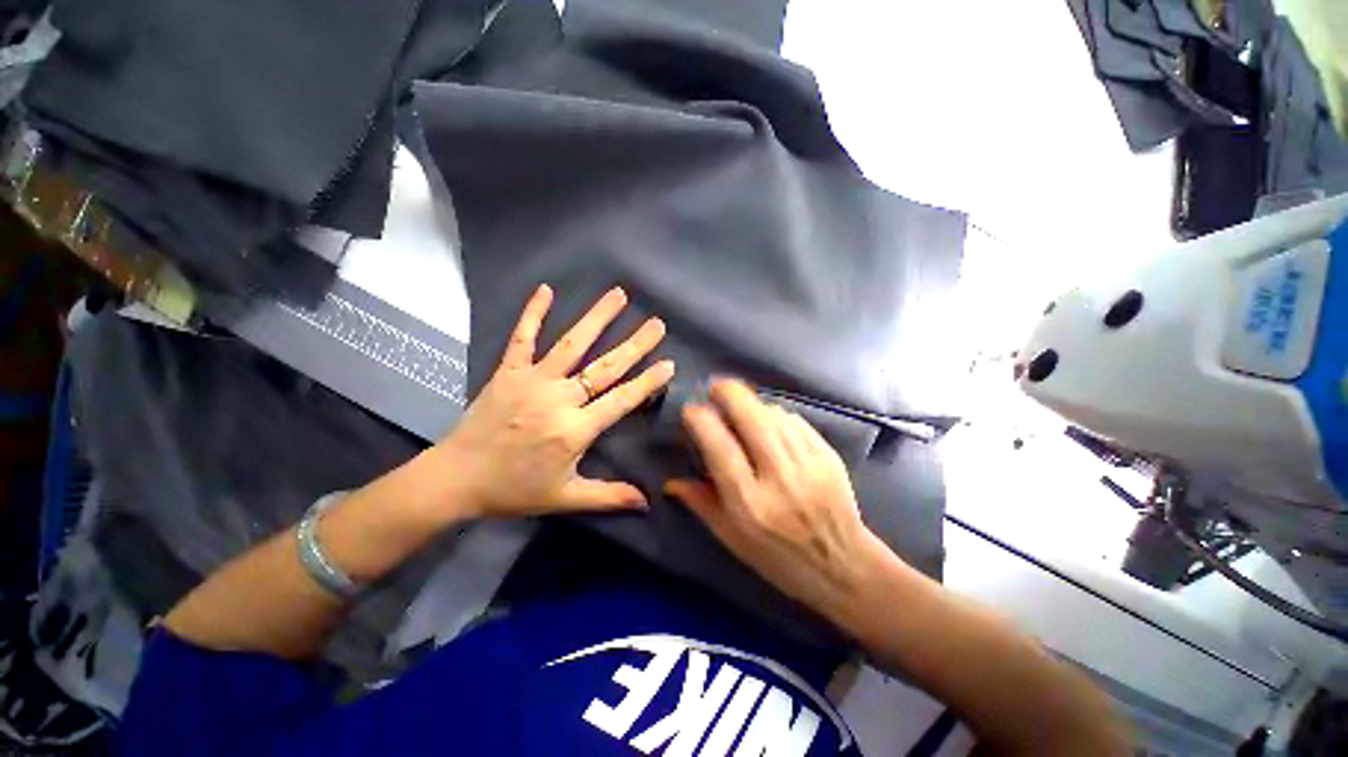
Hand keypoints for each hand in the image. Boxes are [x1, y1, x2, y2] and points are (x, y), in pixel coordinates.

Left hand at [435, 284, 674, 518]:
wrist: (456, 480)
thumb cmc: (514, 491)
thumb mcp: (565, 498)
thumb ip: (609, 497)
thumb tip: (647, 503)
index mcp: (575, 430)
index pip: (621, 400)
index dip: (647, 383)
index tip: (669, 364)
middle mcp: (558, 399)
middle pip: (604, 368)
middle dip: (634, 345)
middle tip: (657, 324)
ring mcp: (532, 381)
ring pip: (570, 345)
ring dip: (596, 319)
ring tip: (618, 295)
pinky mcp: (508, 372)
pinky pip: (521, 338)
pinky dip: (532, 313)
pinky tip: (546, 290)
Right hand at [665, 379, 884, 620]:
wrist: (844, 566)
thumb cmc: (779, 559)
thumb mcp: (732, 539)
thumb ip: (701, 504)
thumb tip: (670, 481)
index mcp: (749, 502)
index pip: (719, 447)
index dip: (701, 420)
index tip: (691, 410)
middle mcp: (778, 477)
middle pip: (751, 417)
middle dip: (728, 393)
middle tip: (716, 388)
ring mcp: (808, 462)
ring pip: (773, 414)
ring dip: (752, 403)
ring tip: (740, 406)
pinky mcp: (827, 455)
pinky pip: (794, 420)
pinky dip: (776, 414)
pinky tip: (769, 420)